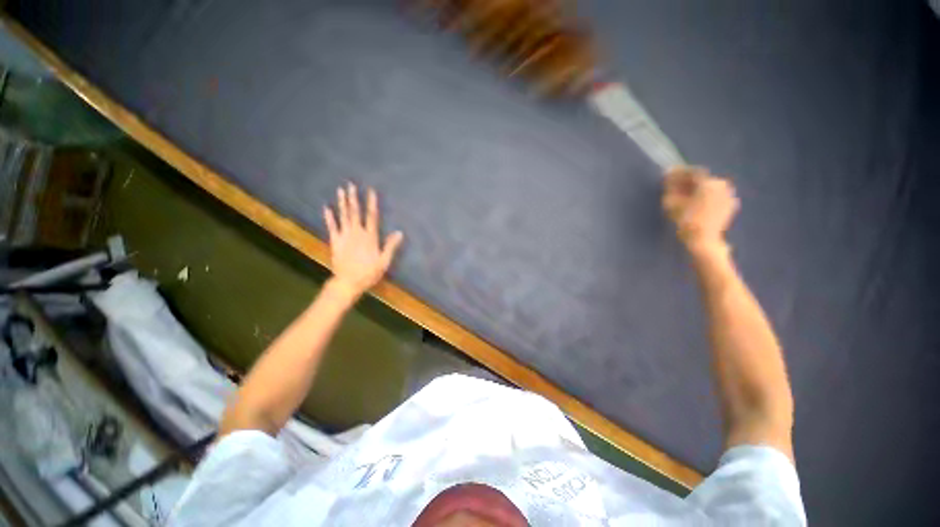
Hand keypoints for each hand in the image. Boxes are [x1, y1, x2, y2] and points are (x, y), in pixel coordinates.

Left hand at [323, 184, 403, 297]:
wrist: (348, 282)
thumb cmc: (369, 273)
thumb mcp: (384, 261)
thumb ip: (391, 246)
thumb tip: (399, 232)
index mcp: (370, 237)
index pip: (372, 216)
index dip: (371, 203)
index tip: (371, 191)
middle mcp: (356, 233)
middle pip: (355, 213)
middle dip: (354, 198)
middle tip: (351, 185)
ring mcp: (344, 236)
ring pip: (343, 216)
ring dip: (342, 203)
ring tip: (340, 190)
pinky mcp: (335, 242)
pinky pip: (332, 227)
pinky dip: (329, 217)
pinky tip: (326, 208)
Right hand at [662, 166, 739, 254]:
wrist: (703, 241)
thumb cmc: (685, 221)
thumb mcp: (671, 203)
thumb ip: (670, 187)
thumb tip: (668, 175)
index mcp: (709, 182)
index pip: (691, 172)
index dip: (678, 173)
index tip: (667, 175)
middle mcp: (722, 185)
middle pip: (701, 179)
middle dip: (687, 182)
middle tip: (674, 187)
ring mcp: (728, 195)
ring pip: (708, 188)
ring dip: (696, 189)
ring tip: (683, 196)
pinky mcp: (730, 205)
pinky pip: (714, 196)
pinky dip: (704, 197)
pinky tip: (694, 204)